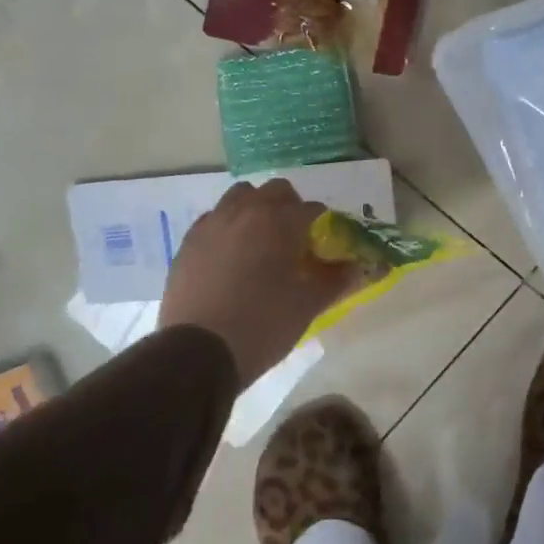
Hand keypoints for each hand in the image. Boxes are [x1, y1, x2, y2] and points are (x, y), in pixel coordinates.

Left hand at [157, 180, 363, 387]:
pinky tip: (230, 256)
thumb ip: (336, 280)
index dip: (322, 225)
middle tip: (294, 239)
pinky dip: (227, 227)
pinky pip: (213, 219)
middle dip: (289, 207)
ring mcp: (212, 223)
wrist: (198, 352)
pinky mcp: (188, 242)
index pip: (311, 209)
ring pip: (239, 197)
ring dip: (255, 209)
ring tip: (260, 241)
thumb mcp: (308, 305)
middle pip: (274, 191)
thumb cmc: (263, 324)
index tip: (323, 247)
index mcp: (280, 221)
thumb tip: (356, 267)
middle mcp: (245, 211)